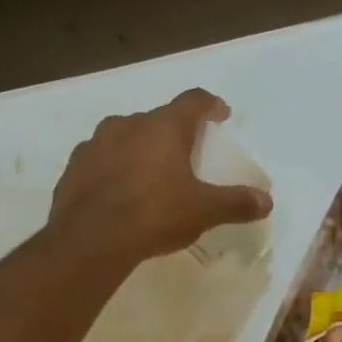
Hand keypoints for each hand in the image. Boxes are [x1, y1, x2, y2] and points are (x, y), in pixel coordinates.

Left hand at [47, 89, 272, 268]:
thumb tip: (267, 201)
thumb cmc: (154, 214)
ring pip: (126, 136)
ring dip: (142, 149)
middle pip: (158, 119)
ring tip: (153, 175)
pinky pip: (102, 159)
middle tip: (188, 155)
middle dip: (175, 132)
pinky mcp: (74, 166)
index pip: (193, 101)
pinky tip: (121, 193)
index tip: (220, 114)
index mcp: (164, 127)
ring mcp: (96, 143)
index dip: (210, 105)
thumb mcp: (204, 211)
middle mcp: (128, 124)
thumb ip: (236, 203)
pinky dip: (116, 168)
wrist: (90, 240)